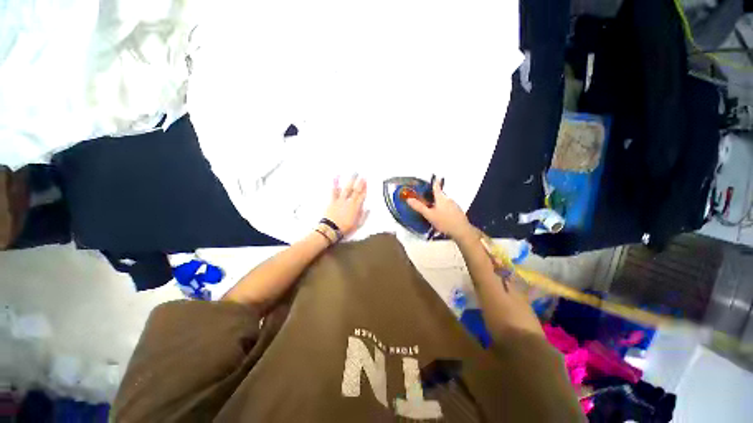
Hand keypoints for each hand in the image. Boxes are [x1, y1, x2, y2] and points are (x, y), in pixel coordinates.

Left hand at [325, 175, 367, 236]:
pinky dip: (335, 184)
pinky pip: (334, 191)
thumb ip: (363, 215)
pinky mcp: (333, 201)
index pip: (362, 196)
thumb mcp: (358, 224)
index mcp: (356, 207)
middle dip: (360, 182)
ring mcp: (341, 200)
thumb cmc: (345, 228)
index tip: (367, 183)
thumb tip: (368, 208)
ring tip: (354, 173)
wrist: (331, 229)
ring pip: (347, 188)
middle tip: (363, 175)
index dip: (365, 189)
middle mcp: (349, 202)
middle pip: (356, 190)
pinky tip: (336, 177)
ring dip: (351, 180)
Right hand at [406, 177, 475, 240]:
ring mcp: (454, 205)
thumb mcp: (429, 215)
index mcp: (441, 198)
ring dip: (439, 204)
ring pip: (445, 202)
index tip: (434, 177)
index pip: (436, 187)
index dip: (434, 182)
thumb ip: (419, 207)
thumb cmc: (444, 221)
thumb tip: (408, 199)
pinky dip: (444, 210)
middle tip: (428, 200)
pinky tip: (442, 217)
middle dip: (434, 197)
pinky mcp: (458, 211)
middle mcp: (448, 199)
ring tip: (434, 211)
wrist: (461, 230)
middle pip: (440, 195)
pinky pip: (449, 208)